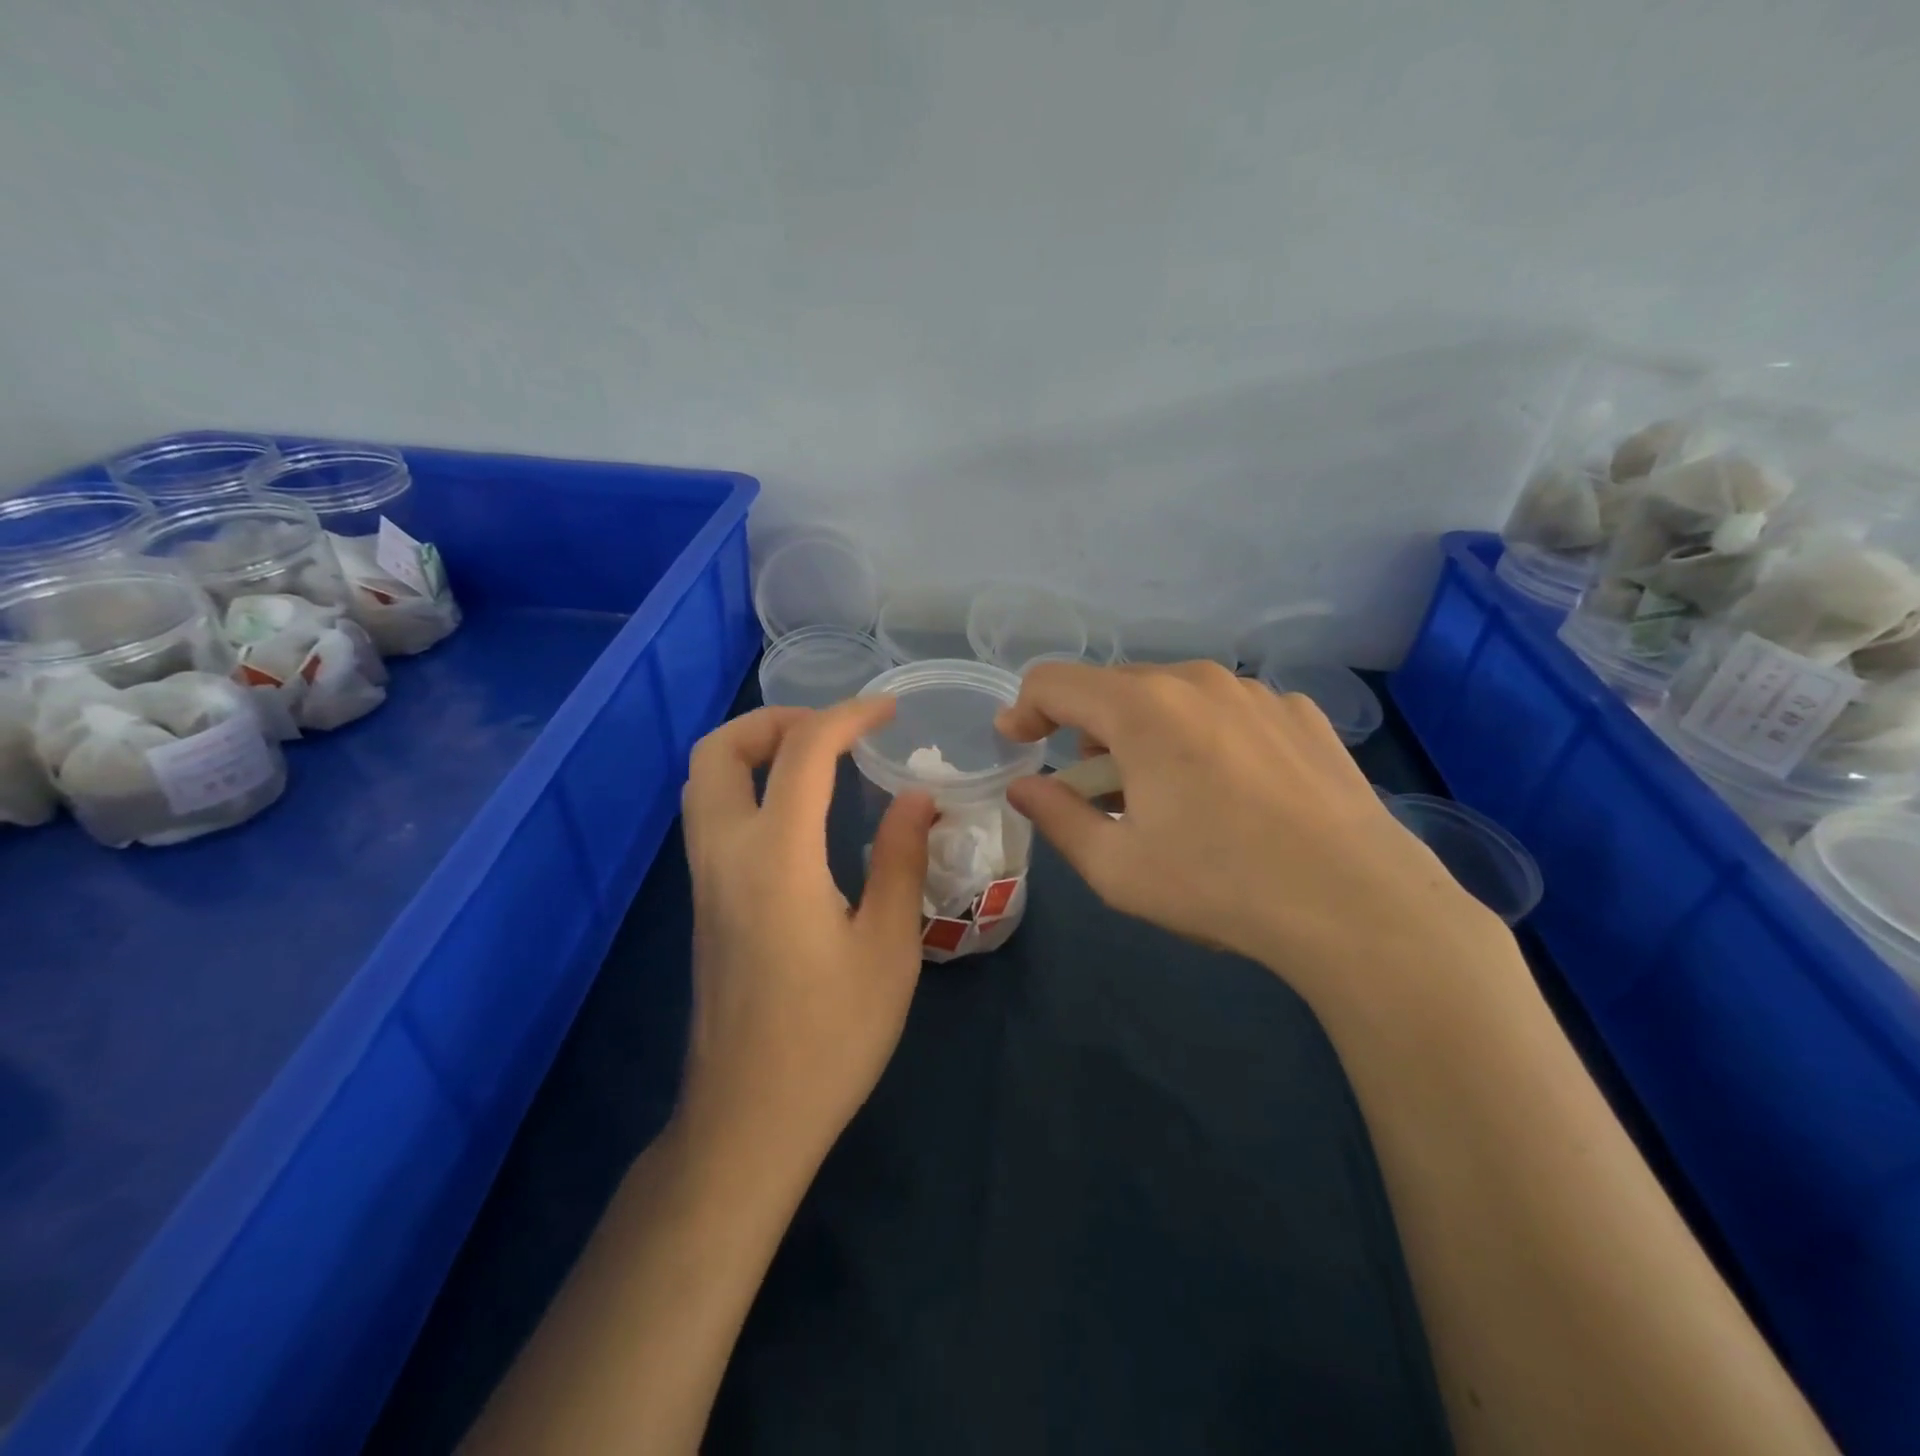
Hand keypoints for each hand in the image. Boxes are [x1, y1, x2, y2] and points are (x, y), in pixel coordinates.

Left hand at [677, 697, 935, 1171]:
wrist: (749, 1119)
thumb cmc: (831, 1037)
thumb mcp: (888, 947)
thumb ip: (902, 860)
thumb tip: (916, 797)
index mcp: (777, 859)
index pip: (803, 752)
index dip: (847, 716)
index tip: (888, 711)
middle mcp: (725, 855)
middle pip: (716, 752)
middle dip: (773, 720)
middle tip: (831, 731)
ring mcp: (704, 881)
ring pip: (704, 782)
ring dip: (753, 751)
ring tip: (817, 761)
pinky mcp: (704, 904)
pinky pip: (712, 817)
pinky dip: (748, 787)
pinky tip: (799, 815)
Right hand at [996, 661, 1506, 1006]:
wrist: (1357, 904)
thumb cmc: (1219, 885)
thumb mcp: (1116, 868)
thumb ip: (1056, 816)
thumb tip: (1024, 786)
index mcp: (1142, 709)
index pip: (1055, 681)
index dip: (1024, 709)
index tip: (1018, 744)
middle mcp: (1197, 681)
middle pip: (1114, 687)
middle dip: (1088, 731)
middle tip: (1098, 790)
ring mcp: (1255, 692)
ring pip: (1173, 695)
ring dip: (1147, 732)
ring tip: (1168, 793)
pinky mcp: (1299, 713)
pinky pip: (1227, 710)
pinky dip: (1204, 737)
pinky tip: (1231, 790)